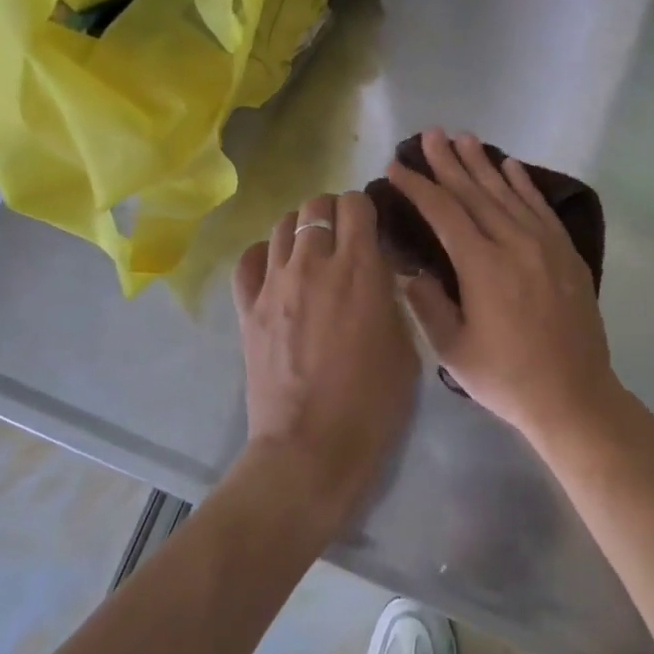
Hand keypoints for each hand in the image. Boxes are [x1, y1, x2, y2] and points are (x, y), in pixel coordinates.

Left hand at [233, 190, 419, 535]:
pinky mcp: (248, 308)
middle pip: (316, 205)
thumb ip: (391, 298)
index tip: (373, 228)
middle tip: (344, 239)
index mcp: (359, 268)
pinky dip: (265, 256)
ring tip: (312, 253)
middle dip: (333, 213)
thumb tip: (380, 275)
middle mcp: (314, 263)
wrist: (310, 448)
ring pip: (282, 224)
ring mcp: (274, 284)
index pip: (356, 204)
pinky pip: (249, 259)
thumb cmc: (372, 403)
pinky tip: (278, 272)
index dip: (366, 209)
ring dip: (302, 230)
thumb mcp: (405, 345)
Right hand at [384, 129, 621, 446]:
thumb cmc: (507, 378)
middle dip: (448, 162)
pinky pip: (540, 207)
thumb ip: (427, 304)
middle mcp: (514, 243)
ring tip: (463, 138)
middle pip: (475, 192)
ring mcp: (545, 244)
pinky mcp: (566, 252)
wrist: (574, 396)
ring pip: (508, 193)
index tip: (398, 167)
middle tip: (429, 134)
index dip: (418, 187)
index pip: (444, 212)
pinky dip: (524, 183)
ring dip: (483, 164)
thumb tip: (411, 270)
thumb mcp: (453, 350)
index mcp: (482, 266)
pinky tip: (511, 166)